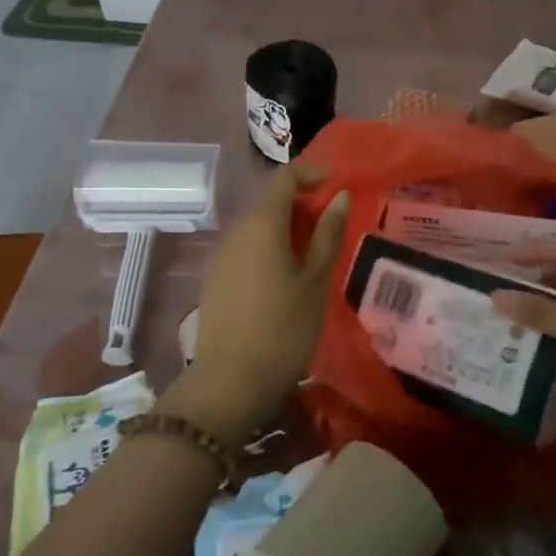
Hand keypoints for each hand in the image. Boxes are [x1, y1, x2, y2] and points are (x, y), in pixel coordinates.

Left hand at [170, 164, 349, 441]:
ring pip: (256, 225)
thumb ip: (328, 234)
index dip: (311, 174)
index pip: (284, 178)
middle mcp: (237, 231)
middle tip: (333, 223)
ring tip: (314, 250)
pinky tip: (286, 274)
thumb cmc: (284, 328)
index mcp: (262, 224)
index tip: (337, 185)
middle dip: (301, 203)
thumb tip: (340, 197)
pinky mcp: (215, 278)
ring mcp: (222, 255)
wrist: (230, 381)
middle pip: (269, 200)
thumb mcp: (315, 280)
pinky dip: (269, 246)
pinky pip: (246, 247)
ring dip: (285, 226)